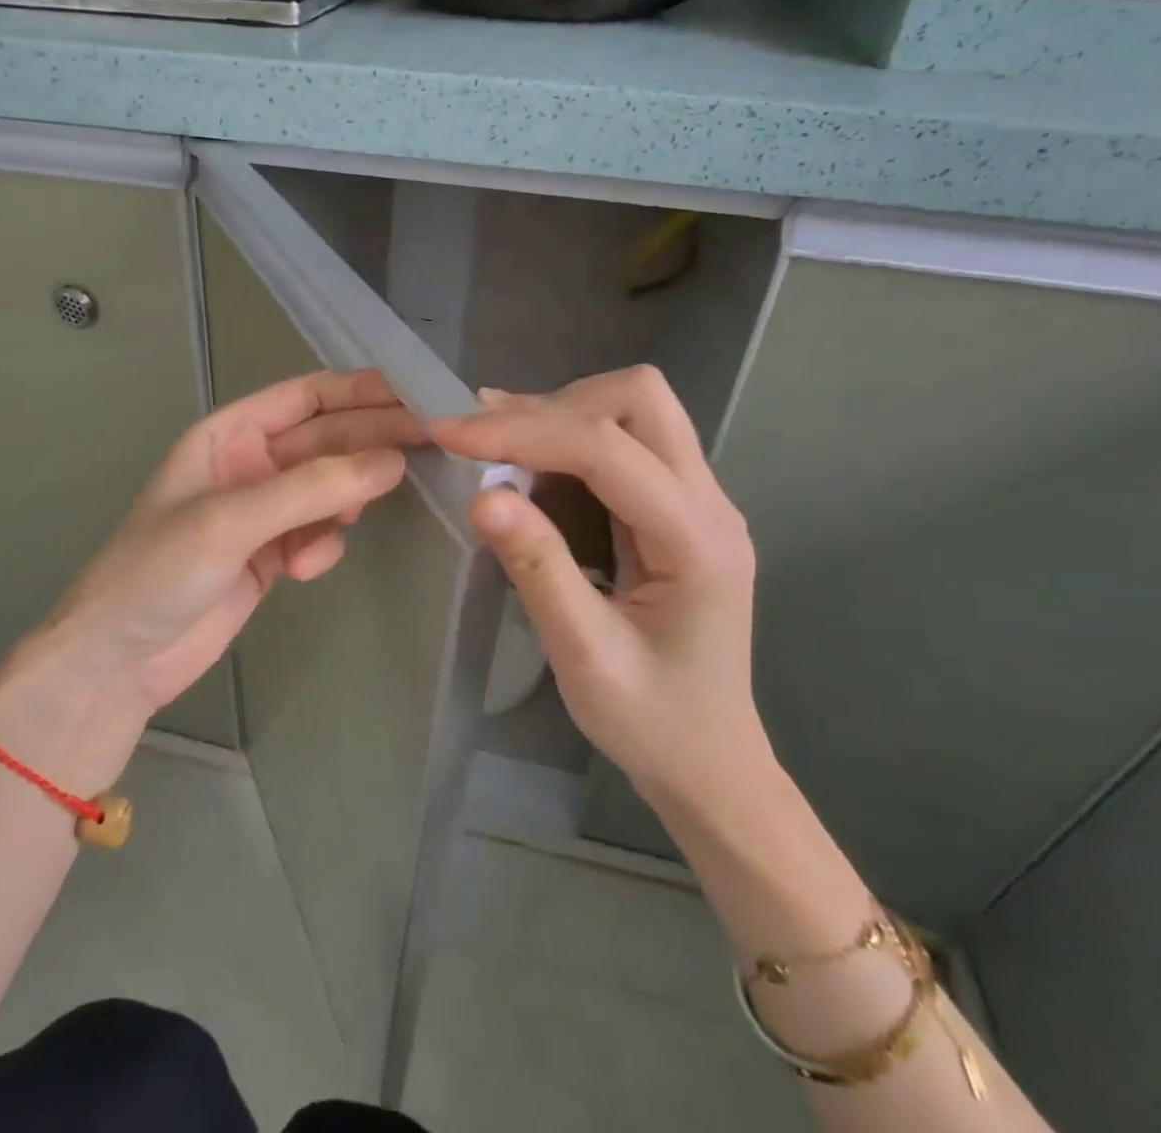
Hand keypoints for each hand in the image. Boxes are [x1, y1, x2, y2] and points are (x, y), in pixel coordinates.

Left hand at [0, 370, 423, 791]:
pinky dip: (322, 546)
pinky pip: (319, 534)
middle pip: (328, 440)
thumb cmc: (158, 571)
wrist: (119, 660)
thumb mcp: (230, 521)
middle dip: (370, 445)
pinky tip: (305, 568)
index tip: (416, 397)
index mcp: (230, 435)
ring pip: (329, 488)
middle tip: (429, 446)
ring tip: (354, 519)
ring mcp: (264, 511)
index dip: (360, 392)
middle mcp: (252, 464)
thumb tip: (393, 462)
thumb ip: (311, 490)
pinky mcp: (273, 554)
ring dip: (346, 501)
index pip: (307, 396)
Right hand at [429, 366, 765, 815]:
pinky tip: (528, 469)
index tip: (449, 433)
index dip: (524, 432)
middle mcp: (709, 502)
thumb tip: (481, 494)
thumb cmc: (652, 722)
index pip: (607, 448)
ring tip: (495, 448)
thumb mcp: (584, 656)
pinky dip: (570, 439)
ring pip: (635, 409)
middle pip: (641, 398)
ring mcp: (700, 501)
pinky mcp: (679, 508)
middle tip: (486, 441)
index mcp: (696, 540)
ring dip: (561, 416)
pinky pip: (627, 442)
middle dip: (555, 405)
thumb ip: (537, 569)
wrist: (711, 763)